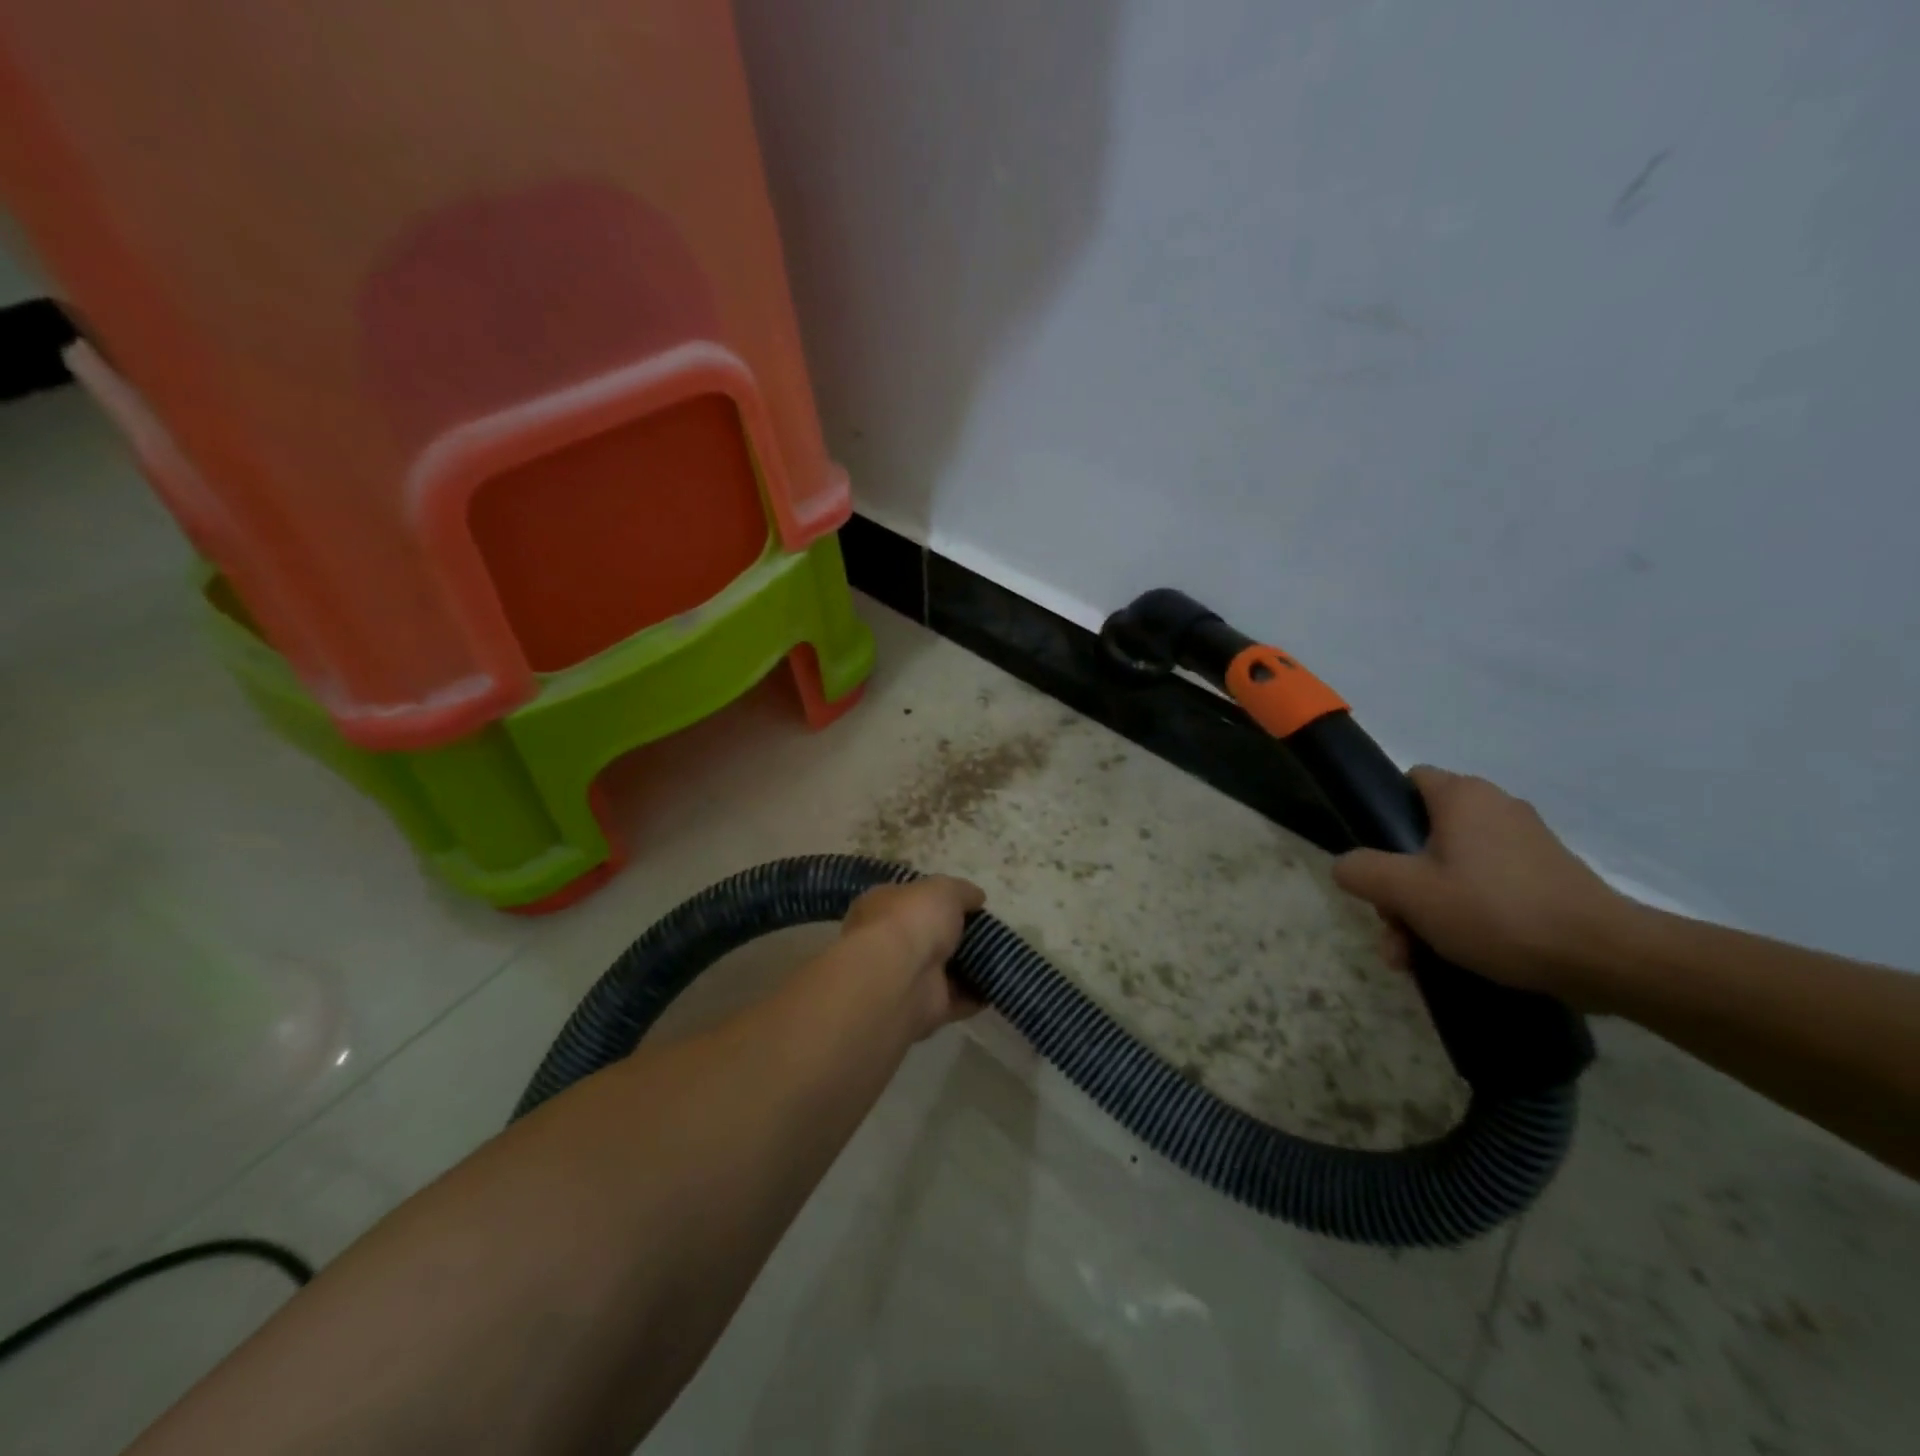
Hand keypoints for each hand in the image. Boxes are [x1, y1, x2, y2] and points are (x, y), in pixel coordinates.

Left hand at [841, 876, 986, 1037]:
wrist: (899, 978)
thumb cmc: (912, 920)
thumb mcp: (943, 889)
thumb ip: (961, 891)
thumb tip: (976, 898)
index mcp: (882, 907)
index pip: (911, 899)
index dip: (938, 899)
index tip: (969, 902)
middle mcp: (890, 943)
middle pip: (929, 936)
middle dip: (957, 935)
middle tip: (991, 930)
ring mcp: (907, 978)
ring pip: (945, 969)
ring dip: (971, 965)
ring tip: (1003, 955)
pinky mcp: (926, 1009)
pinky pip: (959, 999)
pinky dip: (978, 994)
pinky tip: (1000, 983)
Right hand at [1332, 767, 1621, 1000]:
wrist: (1605, 958)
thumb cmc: (1495, 910)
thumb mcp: (1407, 892)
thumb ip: (1362, 871)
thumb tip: (1347, 866)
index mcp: (1463, 797)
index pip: (1409, 782)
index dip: (1383, 815)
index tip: (1375, 858)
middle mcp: (1496, 808)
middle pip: (1423, 836)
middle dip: (1399, 885)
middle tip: (1393, 927)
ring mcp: (1526, 845)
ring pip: (1452, 869)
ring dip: (1425, 909)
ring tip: (1414, 957)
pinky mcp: (1548, 878)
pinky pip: (1487, 887)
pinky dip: (1464, 915)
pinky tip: (1454, 955)